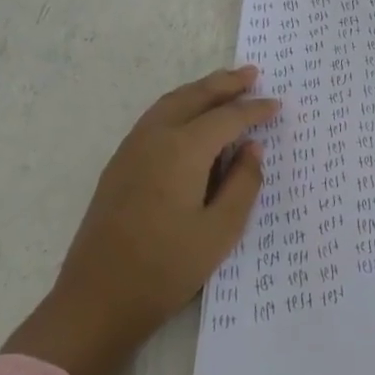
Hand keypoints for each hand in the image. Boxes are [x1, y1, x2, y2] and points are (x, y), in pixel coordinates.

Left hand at [4, 66, 277, 374]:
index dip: (254, 110)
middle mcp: (154, 138)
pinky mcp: (118, 166)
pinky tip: (190, 119)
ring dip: (200, 91)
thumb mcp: (220, 231)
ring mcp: (131, 150)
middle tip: (252, 73)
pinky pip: (154, 119)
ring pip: (170, 103)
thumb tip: (252, 148)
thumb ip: (243, 183)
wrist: (97, 300)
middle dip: (225, 84)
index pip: (227, 118)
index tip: (277, 105)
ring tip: (225, 86)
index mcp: (182, 150)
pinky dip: (179, 106)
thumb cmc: (166, 268)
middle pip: (194, 97)